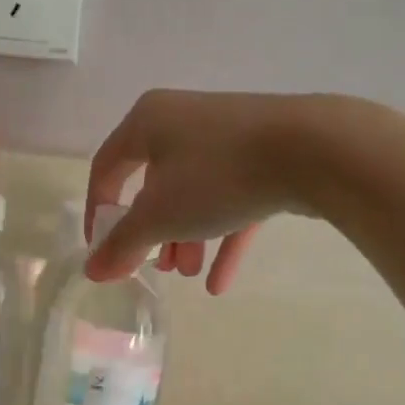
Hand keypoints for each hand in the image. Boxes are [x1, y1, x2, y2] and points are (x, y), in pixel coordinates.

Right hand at [84, 90, 322, 294]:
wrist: (312, 149)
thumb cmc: (216, 175)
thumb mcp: (159, 215)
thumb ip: (122, 244)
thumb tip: (92, 271)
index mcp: (148, 122)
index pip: (107, 168)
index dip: (99, 212)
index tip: (103, 251)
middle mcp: (184, 121)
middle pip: (154, 184)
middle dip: (154, 234)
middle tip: (158, 268)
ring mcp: (228, 137)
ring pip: (195, 194)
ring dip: (188, 239)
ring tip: (191, 275)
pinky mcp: (264, 157)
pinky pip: (232, 200)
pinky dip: (223, 238)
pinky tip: (221, 282)